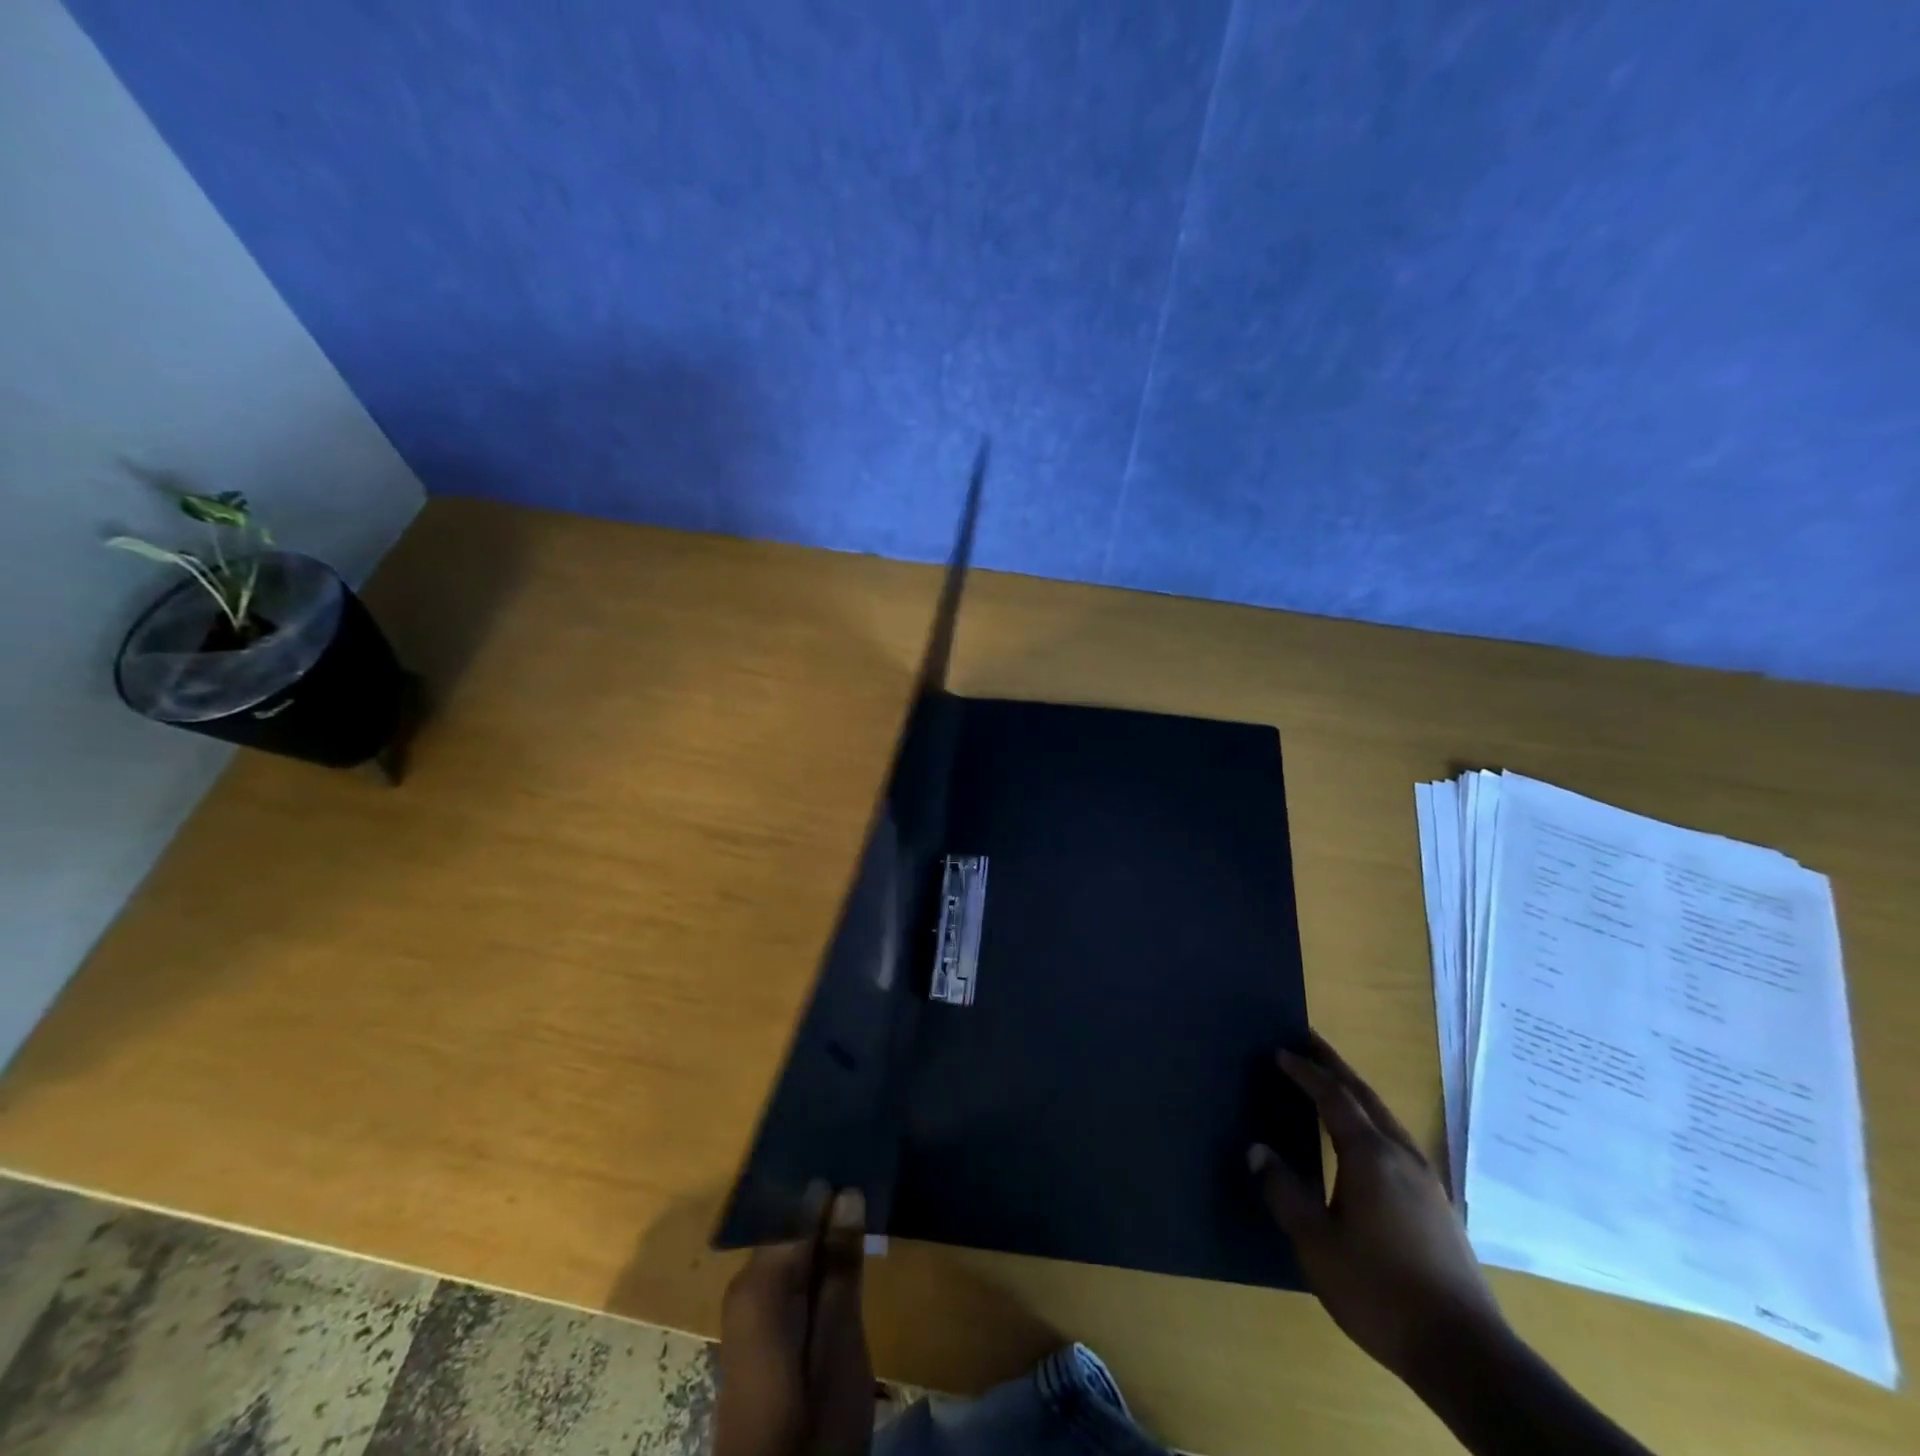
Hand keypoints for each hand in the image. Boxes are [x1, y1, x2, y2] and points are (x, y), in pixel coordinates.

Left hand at [715, 1188, 874, 1455]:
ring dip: (827, 1230)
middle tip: (872, 1179)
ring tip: (866, 1205)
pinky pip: (789, 1270)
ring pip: (793, 1245)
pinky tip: (845, 1253)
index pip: (799, 1205)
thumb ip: (841, 1268)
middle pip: (792, 1223)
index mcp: (760, 1282)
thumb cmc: (812, 1429)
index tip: (865, 1154)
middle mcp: (746, 1282)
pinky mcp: (758, 1326)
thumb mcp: (839, 1347)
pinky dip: (817, 1258)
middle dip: (831, 1203)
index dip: (833, 1181)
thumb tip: (848, 1192)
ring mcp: (748, 1305)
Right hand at [1250, 1033, 1506, 1382]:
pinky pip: (1397, 1142)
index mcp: (1370, 1155)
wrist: (1466, 1355)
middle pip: (1365, 1096)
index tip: (1280, 1051)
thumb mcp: (1316, 1244)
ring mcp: (1427, 1181)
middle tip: (1308, 1041)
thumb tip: (1257, 1149)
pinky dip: (1372, 1121)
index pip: (1332, 1097)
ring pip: (1386, 1118)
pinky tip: (1365, 1141)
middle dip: (1335, 1066)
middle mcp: (1401, 1155)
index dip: (1305, 1071)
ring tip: (1332, 1083)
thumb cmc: (1379, 1291)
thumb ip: (1283, 1192)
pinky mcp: (1439, 1206)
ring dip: (1356, 1092)